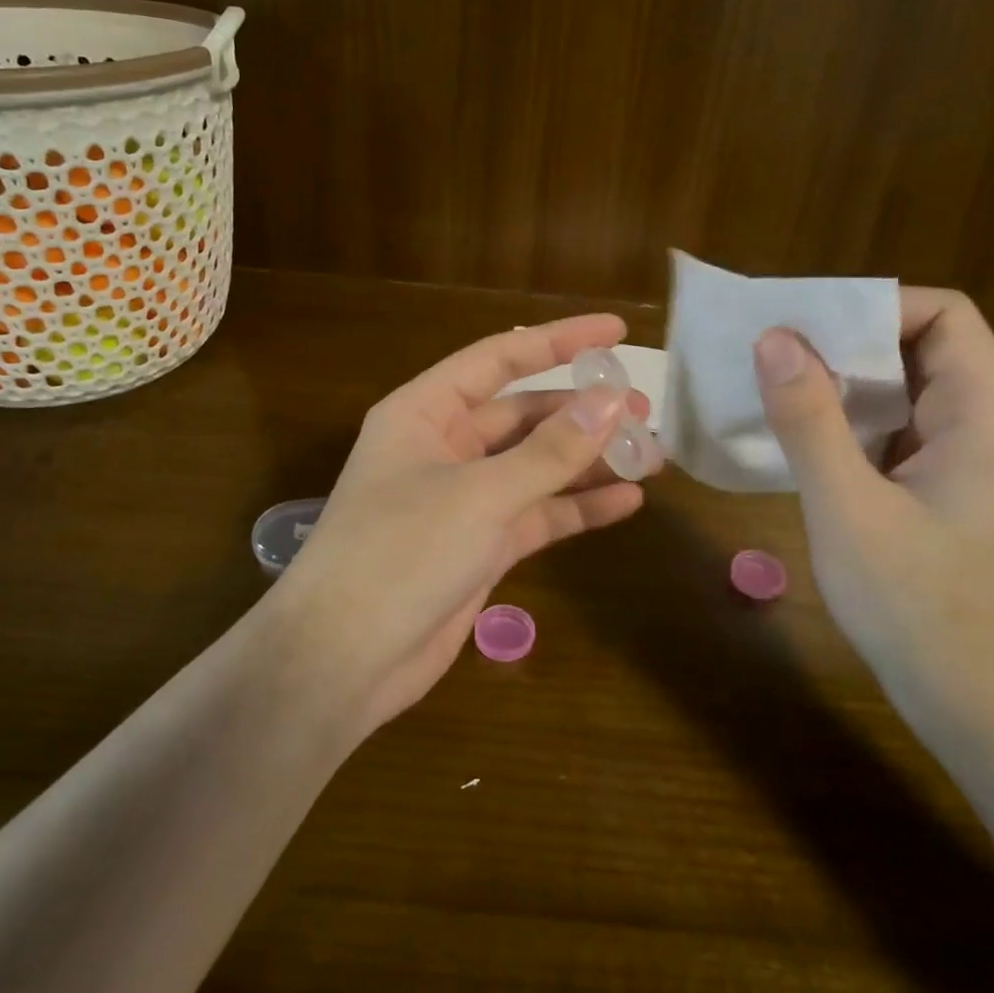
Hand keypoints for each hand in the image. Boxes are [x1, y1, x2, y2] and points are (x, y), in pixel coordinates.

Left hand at [283, 315, 656, 733]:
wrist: (343, 660)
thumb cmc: (401, 553)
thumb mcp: (481, 494)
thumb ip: (551, 450)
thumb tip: (613, 401)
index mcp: (426, 411)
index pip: (500, 358)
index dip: (560, 340)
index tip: (617, 332)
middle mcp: (444, 446)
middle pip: (525, 414)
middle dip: (584, 412)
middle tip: (645, 413)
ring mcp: (463, 498)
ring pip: (536, 466)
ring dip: (589, 460)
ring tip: (651, 456)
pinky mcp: (480, 545)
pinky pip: (537, 514)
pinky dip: (577, 508)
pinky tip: (627, 502)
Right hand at [753, 289, 993, 756]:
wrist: (990, 718)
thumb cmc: (923, 611)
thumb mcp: (849, 509)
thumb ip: (810, 419)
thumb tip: (775, 338)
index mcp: (987, 415)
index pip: (941, 315)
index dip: (872, 306)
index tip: (801, 325)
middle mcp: (991, 427)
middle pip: (921, 350)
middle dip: (845, 346)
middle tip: (769, 355)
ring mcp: (975, 465)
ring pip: (907, 396)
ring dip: (843, 389)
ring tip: (773, 392)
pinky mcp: (955, 497)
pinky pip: (901, 438)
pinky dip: (853, 429)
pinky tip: (804, 446)